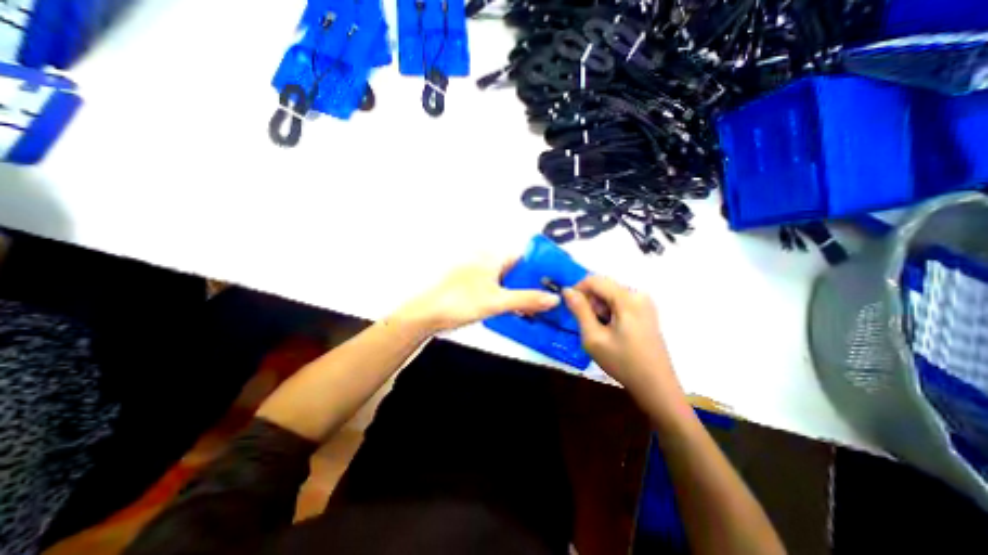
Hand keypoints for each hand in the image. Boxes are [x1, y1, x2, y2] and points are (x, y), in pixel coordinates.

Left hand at [395, 255, 561, 333]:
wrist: (427, 315)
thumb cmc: (457, 301)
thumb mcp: (497, 301)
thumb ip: (527, 299)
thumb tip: (552, 298)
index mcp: (493, 255)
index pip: (526, 255)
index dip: (543, 266)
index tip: (557, 278)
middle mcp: (488, 261)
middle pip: (519, 269)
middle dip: (535, 282)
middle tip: (552, 295)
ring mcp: (481, 274)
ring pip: (510, 280)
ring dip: (523, 292)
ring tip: (540, 305)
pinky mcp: (476, 287)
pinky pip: (500, 289)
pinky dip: (511, 297)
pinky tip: (519, 309)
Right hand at [562, 276, 679, 398]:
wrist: (656, 386)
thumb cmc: (623, 363)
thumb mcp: (594, 338)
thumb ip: (579, 310)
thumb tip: (566, 290)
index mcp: (628, 299)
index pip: (594, 280)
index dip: (577, 289)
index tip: (570, 307)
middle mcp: (638, 294)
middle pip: (603, 286)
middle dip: (590, 301)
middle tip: (587, 324)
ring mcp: (644, 302)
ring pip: (610, 294)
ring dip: (598, 307)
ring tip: (599, 330)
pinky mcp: (646, 311)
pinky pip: (620, 302)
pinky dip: (609, 311)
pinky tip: (610, 330)